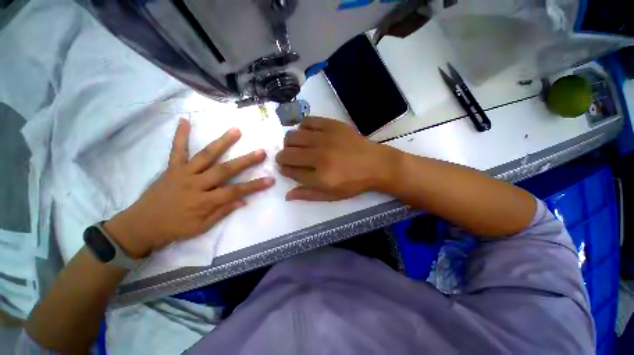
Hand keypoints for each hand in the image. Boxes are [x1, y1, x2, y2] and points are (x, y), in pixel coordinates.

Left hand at [103, 119, 274, 257]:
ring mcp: (183, 173)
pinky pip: (177, 150)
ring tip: (236, 130)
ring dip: (222, 142)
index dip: (254, 186)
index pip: (235, 191)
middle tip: (261, 152)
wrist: (141, 225)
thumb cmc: (175, 229)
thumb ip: (223, 212)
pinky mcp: (172, 168)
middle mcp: (196, 184)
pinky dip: (180, 136)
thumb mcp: (202, 227)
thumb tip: (243, 200)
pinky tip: (184, 120)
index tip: (270, 180)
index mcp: (204, 201)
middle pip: (224, 170)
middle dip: (245, 161)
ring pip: (206, 156)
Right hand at [276, 117, 396, 200]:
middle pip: (287, 153)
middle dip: (282, 157)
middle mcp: (319, 156)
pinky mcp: (332, 125)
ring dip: (289, 143)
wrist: (376, 164)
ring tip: (296, 146)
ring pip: (293, 136)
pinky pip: (307, 121)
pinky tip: (308, 134)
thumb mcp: (332, 195)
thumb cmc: (354, 183)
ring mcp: (325, 138)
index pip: (291, 171)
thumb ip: (308, 195)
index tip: (285, 168)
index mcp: (320, 177)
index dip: (284, 170)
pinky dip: (302, 127)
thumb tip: (287, 195)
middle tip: (288, 158)